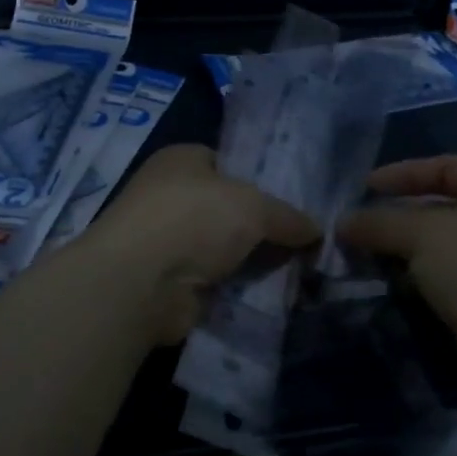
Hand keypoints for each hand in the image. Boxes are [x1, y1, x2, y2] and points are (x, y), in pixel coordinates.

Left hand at [80, 144, 320, 343]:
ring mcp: (167, 240)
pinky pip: (216, 281)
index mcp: (183, 159)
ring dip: (253, 261)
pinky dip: (239, 288)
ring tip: (301, 271)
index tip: (297, 201)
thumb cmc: (194, 219)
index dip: (263, 180)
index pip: (230, 164)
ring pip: (225, 248)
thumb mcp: (254, 206)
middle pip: (229, 209)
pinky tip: (274, 296)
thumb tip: (317, 231)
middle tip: (307, 241)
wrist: (140, 283)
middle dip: (263, 227)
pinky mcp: (170, 282)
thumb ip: (288, 216)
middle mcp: (171, 195)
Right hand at [339, 155, 456, 402]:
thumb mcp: (423, 234)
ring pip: (443, 248)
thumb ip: (380, 223)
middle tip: (357, 229)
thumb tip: (342, 222)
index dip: (404, 174)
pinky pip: (449, 280)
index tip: (365, 187)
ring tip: (364, 260)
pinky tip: (392, 288)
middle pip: (442, 209)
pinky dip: (420, 281)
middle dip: (398, 219)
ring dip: (404, 253)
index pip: (447, 167)